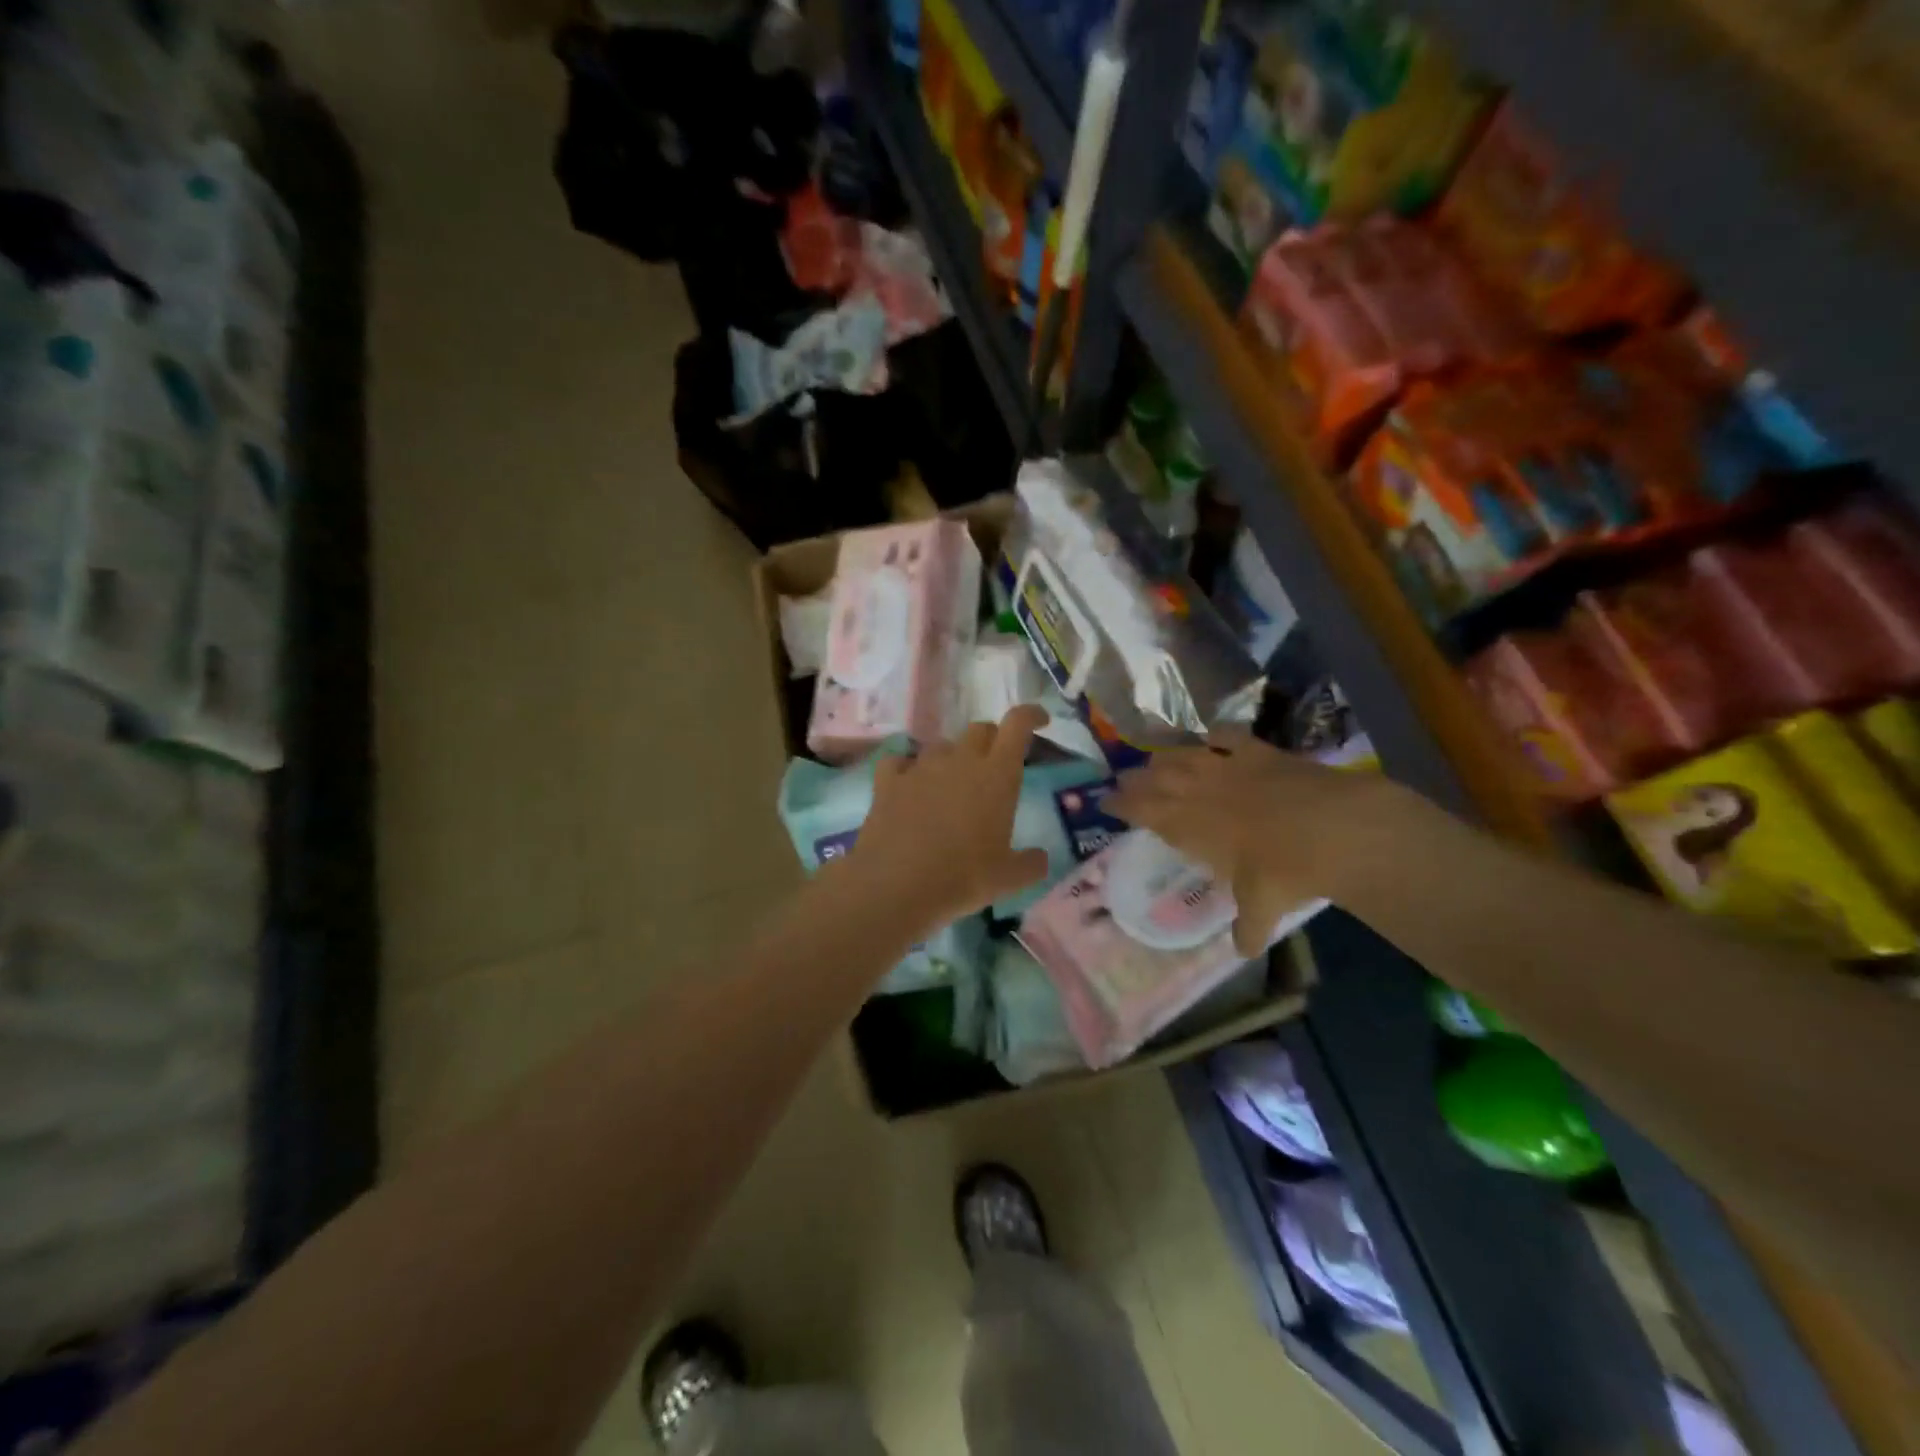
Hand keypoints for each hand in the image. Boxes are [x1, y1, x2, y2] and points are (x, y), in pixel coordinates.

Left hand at [841, 707, 1051, 932]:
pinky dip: (906, 769)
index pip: (1017, 725)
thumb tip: (1040, 858)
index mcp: (997, 775)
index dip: (1030, 715)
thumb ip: (1030, 864)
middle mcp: (960, 760)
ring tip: (950, 786)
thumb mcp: (1007, 879)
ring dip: (951, 758)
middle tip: (994, 767)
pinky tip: (907, 786)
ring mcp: (921, 767)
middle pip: (979, 730)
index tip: (1039, 720)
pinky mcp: (888, 781)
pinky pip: (899, 761)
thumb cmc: (962, 878)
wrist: (895, 884)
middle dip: (991, 741)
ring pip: (941, 746)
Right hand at [1104, 729, 1427, 954]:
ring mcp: (1227, 767)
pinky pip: (1228, 735)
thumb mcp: (1261, 907)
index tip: (1106, 801)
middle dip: (1135, 778)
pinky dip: (1215, 734)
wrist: (1332, 830)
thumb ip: (1248, 928)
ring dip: (1165, 756)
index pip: (1141, 811)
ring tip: (1155, 759)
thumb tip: (1244, 952)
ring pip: (1183, 754)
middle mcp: (1198, 792)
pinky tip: (1211, 734)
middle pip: (1155, 778)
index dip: (1121, 805)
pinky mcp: (1258, 751)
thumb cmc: (1283, 873)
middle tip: (1124, 779)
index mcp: (1187, 827)